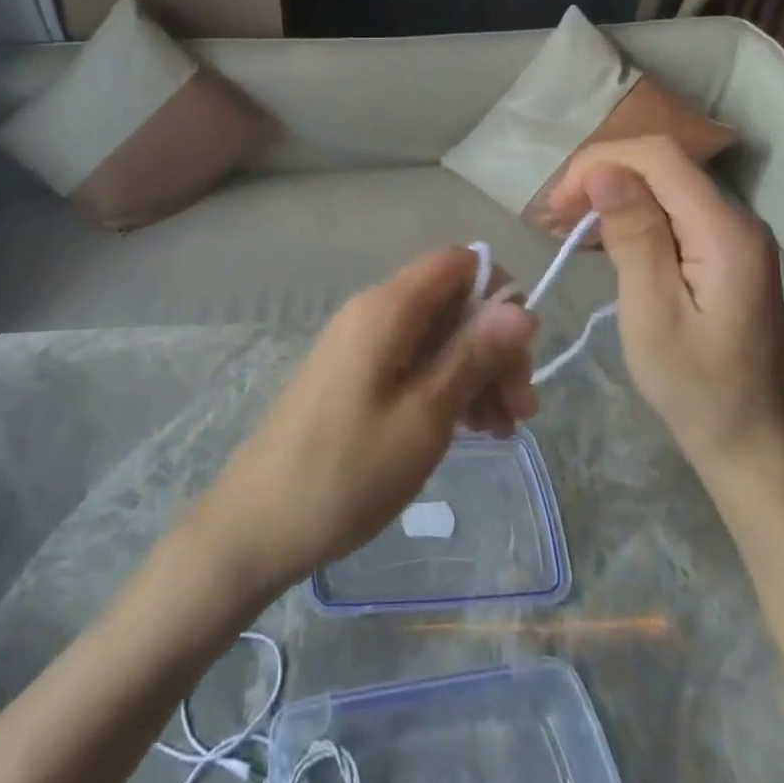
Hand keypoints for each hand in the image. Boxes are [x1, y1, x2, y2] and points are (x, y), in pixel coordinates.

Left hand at [195, 249, 537, 591]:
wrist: (261, 521)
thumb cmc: (349, 471)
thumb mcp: (425, 416)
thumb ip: (473, 355)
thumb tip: (521, 306)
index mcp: (387, 307)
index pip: (457, 262)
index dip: (497, 293)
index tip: (522, 351)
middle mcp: (372, 312)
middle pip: (451, 302)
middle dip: (494, 345)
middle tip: (521, 410)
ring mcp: (360, 344)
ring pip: (436, 336)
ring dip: (476, 372)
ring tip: (501, 431)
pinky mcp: (355, 375)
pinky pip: (413, 361)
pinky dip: (446, 386)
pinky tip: (470, 430)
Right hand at [546, 136, 783, 484]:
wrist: (753, 443)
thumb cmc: (696, 387)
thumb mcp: (653, 312)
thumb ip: (633, 236)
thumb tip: (603, 172)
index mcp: (725, 231)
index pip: (659, 157)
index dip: (601, 162)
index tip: (559, 203)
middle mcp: (736, 219)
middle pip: (661, 165)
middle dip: (601, 175)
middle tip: (556, 216)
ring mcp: (733, 236)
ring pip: (663, 185)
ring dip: (612, 193)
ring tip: (568, 225)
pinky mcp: (723, 253)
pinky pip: (672, 211)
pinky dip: (630, 213)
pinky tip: (602, 237)